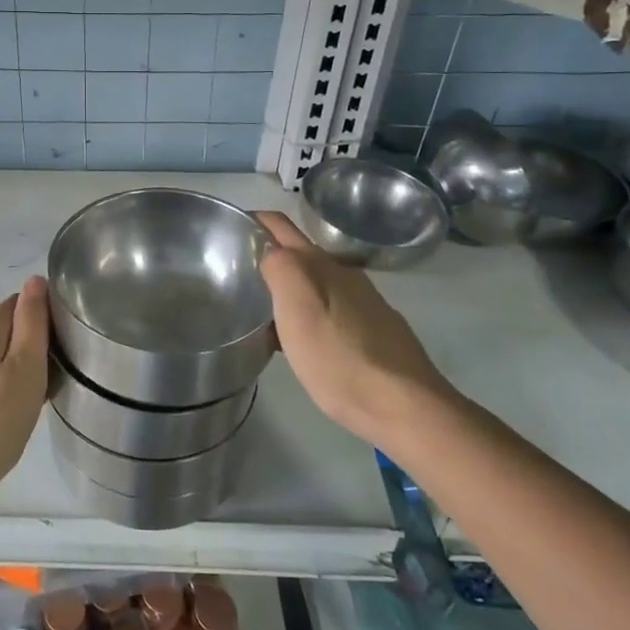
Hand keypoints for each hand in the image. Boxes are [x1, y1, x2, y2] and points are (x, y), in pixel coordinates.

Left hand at [0, 278, 49, 528]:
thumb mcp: (26, 372)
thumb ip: (32, 324)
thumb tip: (35, 281)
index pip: (20, 304)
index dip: (42, 322)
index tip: (56, 353)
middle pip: (1, 330)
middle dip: (22, 348)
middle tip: (42, 385)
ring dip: (2, 370)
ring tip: (18, 405)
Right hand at [254, 212, 458, 448]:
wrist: (405, 407)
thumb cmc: (340, 358)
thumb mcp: (297, 309)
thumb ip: (279, 268)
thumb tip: (268, 251)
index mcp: (321, 264)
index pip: (278, 225)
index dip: (251, 221)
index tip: (224, 233)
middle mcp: (344, 274)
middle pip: (297, 253)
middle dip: (266, 256)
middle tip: (234, 277)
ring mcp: (363, 302)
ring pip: (314, 283)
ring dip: (286, 288)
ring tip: (260, 313)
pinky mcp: (374, 330)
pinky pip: (330, 309)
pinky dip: (308, 314)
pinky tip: (300, 342)